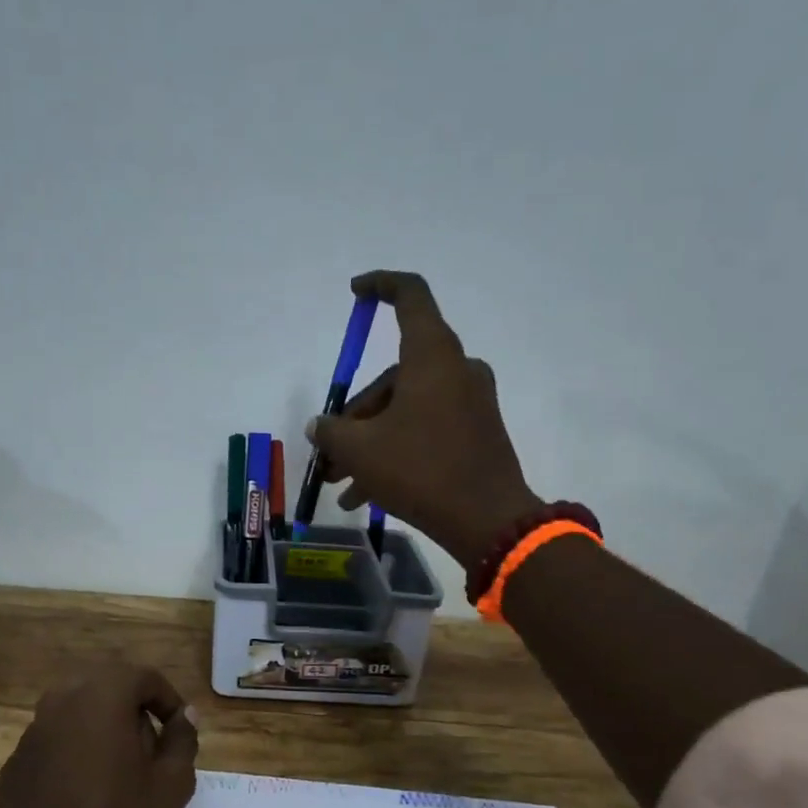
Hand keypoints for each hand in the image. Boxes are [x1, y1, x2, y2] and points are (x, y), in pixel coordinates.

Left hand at [0, 666, 199, 807]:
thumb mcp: (169, 787)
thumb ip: (182, 742)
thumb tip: (186, 715)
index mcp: (103, 694)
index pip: (144, 677)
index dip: (168, 700)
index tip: (180, 731)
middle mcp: (64, 697)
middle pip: (110, 687)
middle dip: (136, 710)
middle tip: (153, 749)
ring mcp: (36, 725)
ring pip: (82, 709)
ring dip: (107, 727)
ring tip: (122, 770)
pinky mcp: (19, 754)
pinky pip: (59, 735)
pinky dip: (79, 747)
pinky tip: (87, 788)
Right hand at [309, 271, 540, 564]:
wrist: (488, 520)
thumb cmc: (420, 470)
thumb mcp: (360, 451)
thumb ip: (331, 431)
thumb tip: (320, 427)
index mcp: (431, 356)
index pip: (410, 296)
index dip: (381, 286)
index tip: (355, 292)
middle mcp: (455, 370)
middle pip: (393, 376)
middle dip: (355, 416)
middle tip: (329, 454)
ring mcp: (470, 402)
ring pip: (404, 409)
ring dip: (369, 443)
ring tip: (340, 484)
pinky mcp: (476, 432)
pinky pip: (424, 430)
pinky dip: (394, 453)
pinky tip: (365, 495)